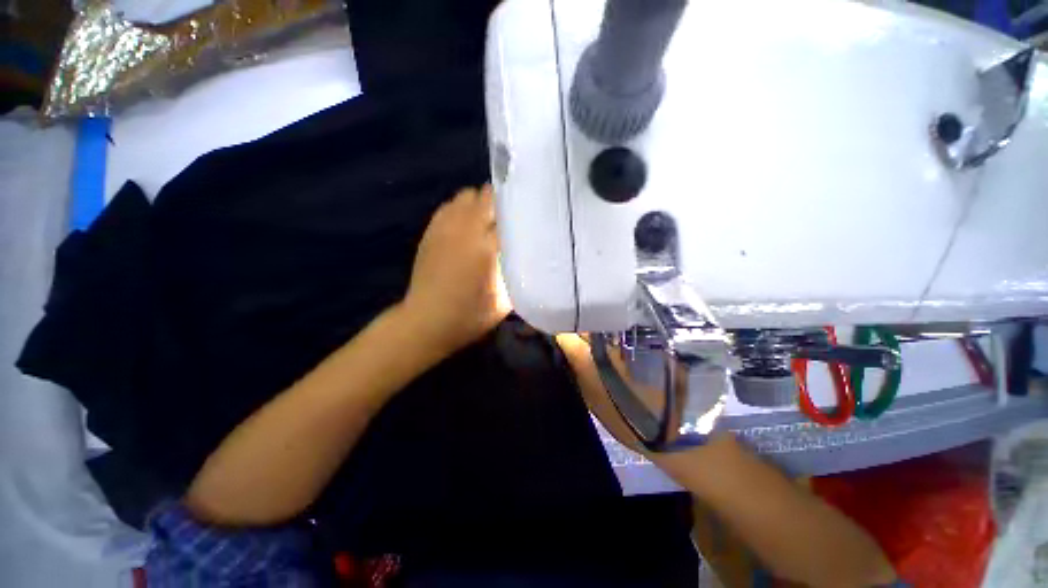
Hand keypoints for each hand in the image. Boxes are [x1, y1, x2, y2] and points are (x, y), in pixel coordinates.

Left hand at [400, 185, 510, 356]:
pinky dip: (460, 209)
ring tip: (487, 220)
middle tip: (509, 218)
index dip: (520, 213)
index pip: (508, 213)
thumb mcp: (505, 300)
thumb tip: (525, 255)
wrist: (427, 321)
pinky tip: (465, 226)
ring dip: (479, 204)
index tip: (529, 219)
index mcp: (486, 247)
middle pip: (487, 196)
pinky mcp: (430, 232)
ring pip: (466, 195)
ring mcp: (444, 228)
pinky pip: (448, 206)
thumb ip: (517, 273)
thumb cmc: (470, 316)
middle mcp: (465, 230)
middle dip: (500, 203)